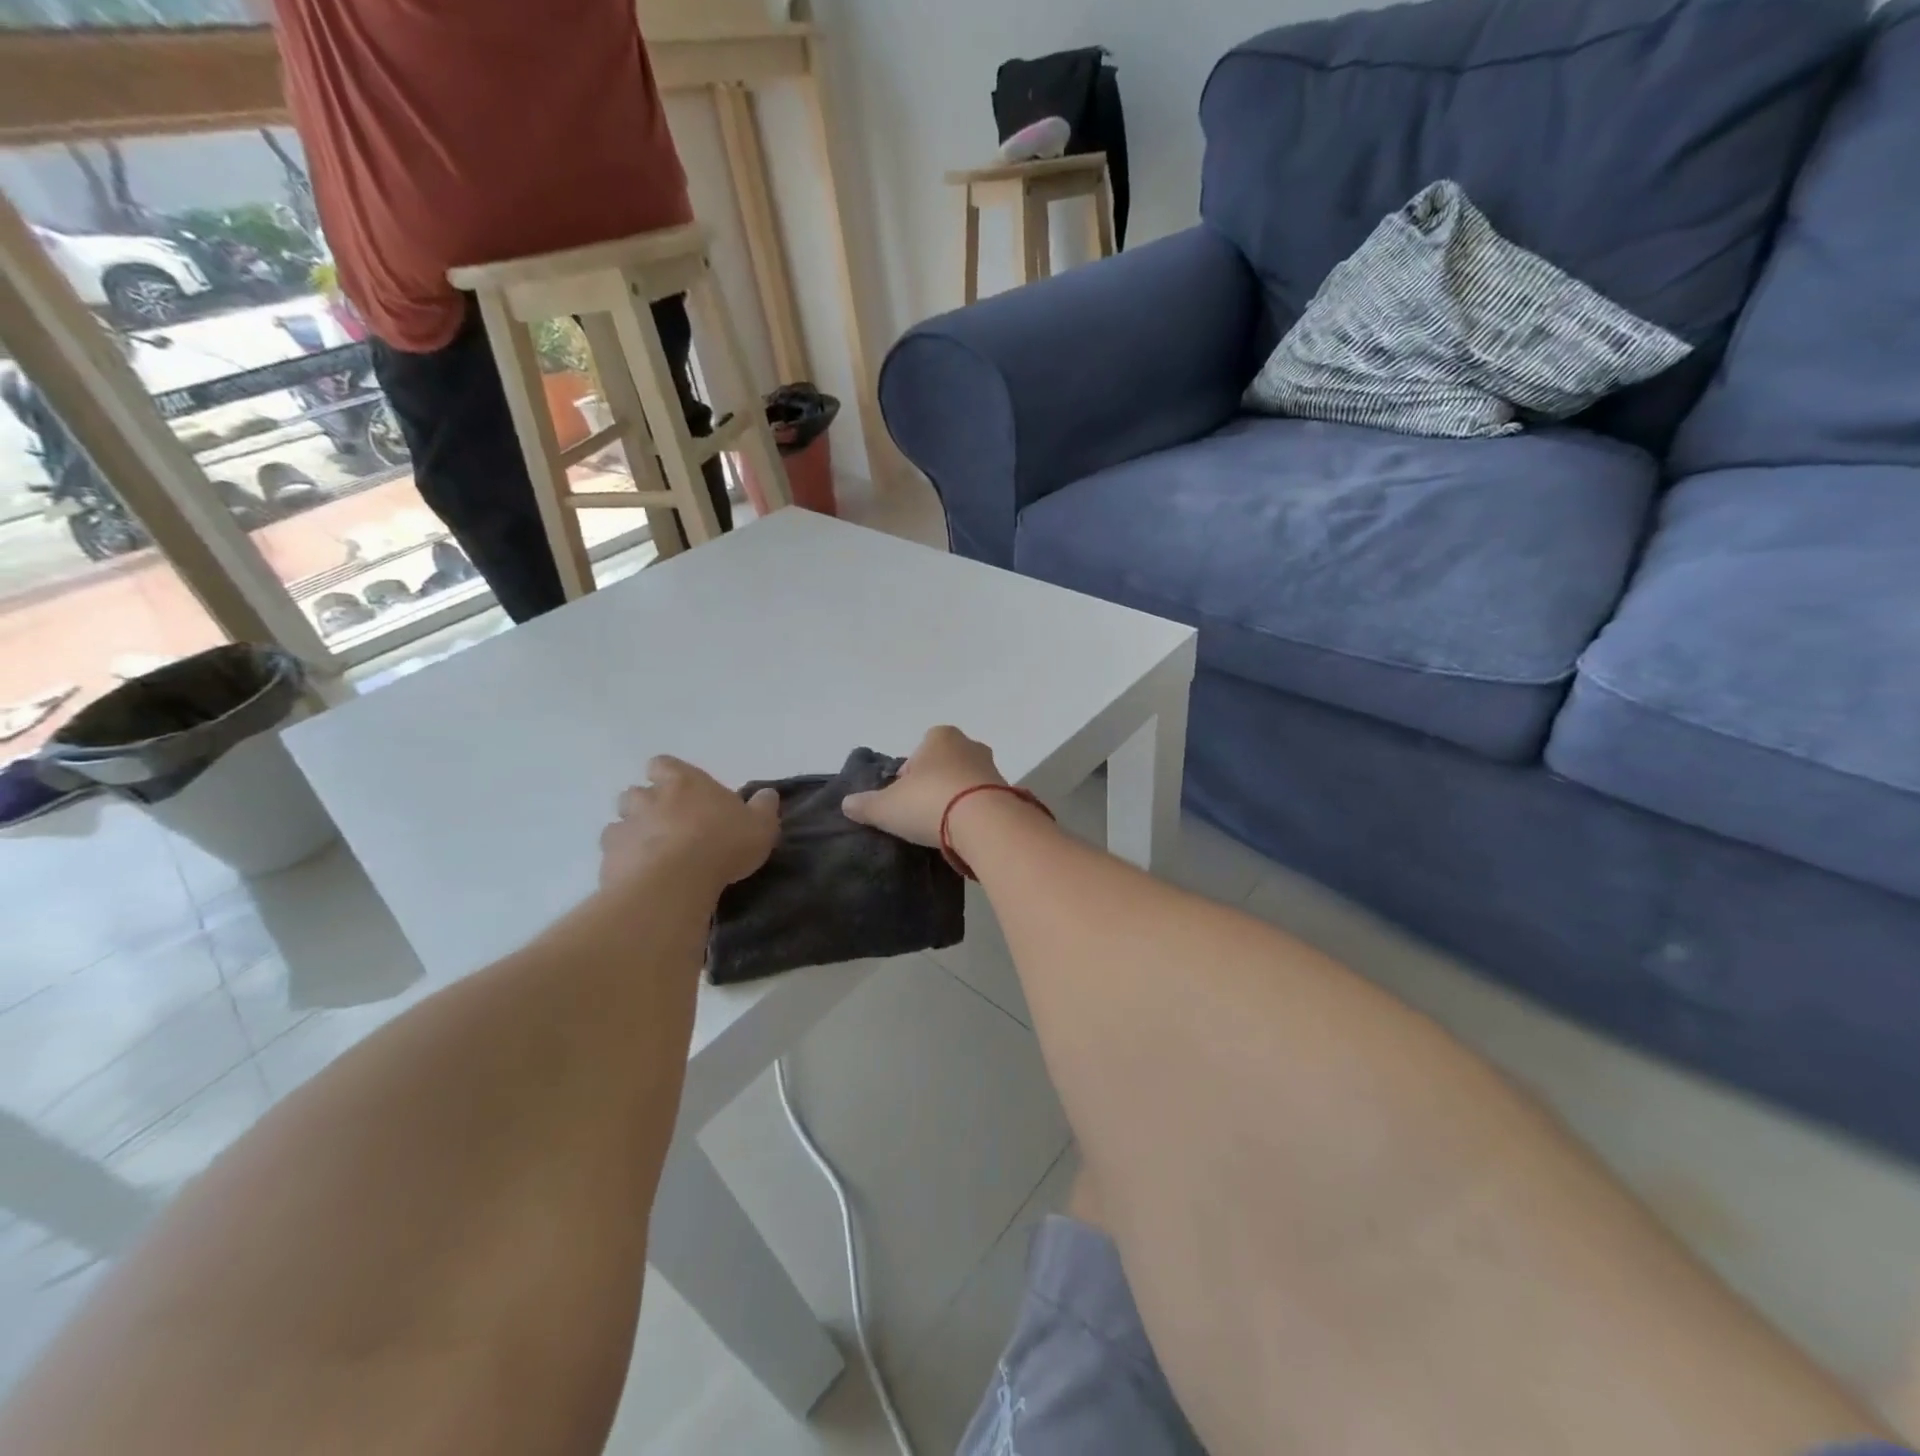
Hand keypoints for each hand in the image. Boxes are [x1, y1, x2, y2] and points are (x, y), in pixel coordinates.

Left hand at [600, 756, 779, 894]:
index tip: (680, 791)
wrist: (675, 882)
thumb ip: (764, 807)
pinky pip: (613, 857)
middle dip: (645, 806)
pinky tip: (641, 878)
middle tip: (668, 827)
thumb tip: (767, 794)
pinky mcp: (609, 861)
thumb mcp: (760, 825)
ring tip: (652, 855)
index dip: (667, 775)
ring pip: (618, 824)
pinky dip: (623, 864)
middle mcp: (648, 799)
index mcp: (683, 782)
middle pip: (635, 793)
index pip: (663, 764)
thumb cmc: (723, 843)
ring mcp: (625, 828)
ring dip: (632, 835)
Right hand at [842, 726, 1007, 847]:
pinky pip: (983, 801)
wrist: (985, 823)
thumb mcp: (886, 807)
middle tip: (922, 814)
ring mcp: (992, 768)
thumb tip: (847, 804)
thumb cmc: (929, 802)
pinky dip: (973, 814)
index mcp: (939, 736)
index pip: (917, 753)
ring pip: (965, 782)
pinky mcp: (1008, 792)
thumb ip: (865, 805)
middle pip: (943, 766)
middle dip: (933, 786)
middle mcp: (969, 745)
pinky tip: (963, 834)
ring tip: (943, 828)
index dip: (907, 777)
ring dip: (955, 800)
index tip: (903, 801)